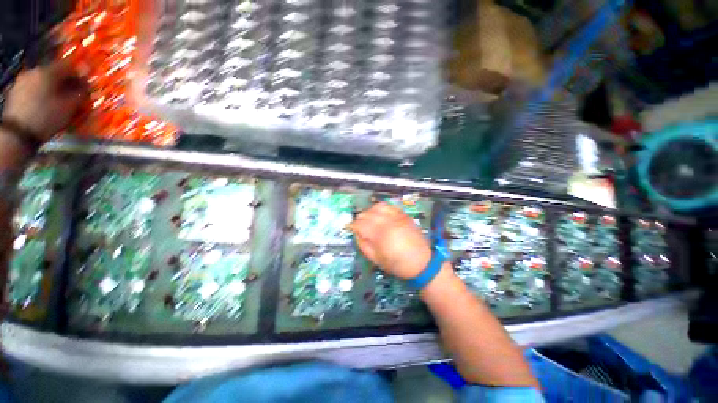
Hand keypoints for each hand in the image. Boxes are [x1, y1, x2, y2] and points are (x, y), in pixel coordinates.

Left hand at [2, 62, 86, 140]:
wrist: (17, 134)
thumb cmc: (46, 118)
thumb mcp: (69, 107)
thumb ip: (79, 94)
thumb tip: (86, 86)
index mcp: (48, 72)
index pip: (68, 65)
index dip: (79, 73)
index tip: (86, 84)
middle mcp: (34, 71)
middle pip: (54, 72)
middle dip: (64, 82)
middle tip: (72, 94)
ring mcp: (22, 81)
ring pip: (42, 81)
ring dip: (51, 88)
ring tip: (57, 101)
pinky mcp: (15, 92)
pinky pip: (33, 88)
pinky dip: (41, 94)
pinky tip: (44, 105)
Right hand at [350, 202, 431, 279]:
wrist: (423, 263)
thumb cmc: (398, 265)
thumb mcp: (377, 260)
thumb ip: (364, 245)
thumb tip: (356, 234)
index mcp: (380, 235)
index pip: (361, 224)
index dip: (352, 225)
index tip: (348, 227)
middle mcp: (388, 222)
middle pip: (367, 214)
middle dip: (359, 218)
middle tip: (358, 225)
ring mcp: (397, 217)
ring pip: (377, 207)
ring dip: (369, 211)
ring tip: (368, 218)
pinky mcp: (403, 215)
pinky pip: (389, 206)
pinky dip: (381, 208)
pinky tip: (379, 214)